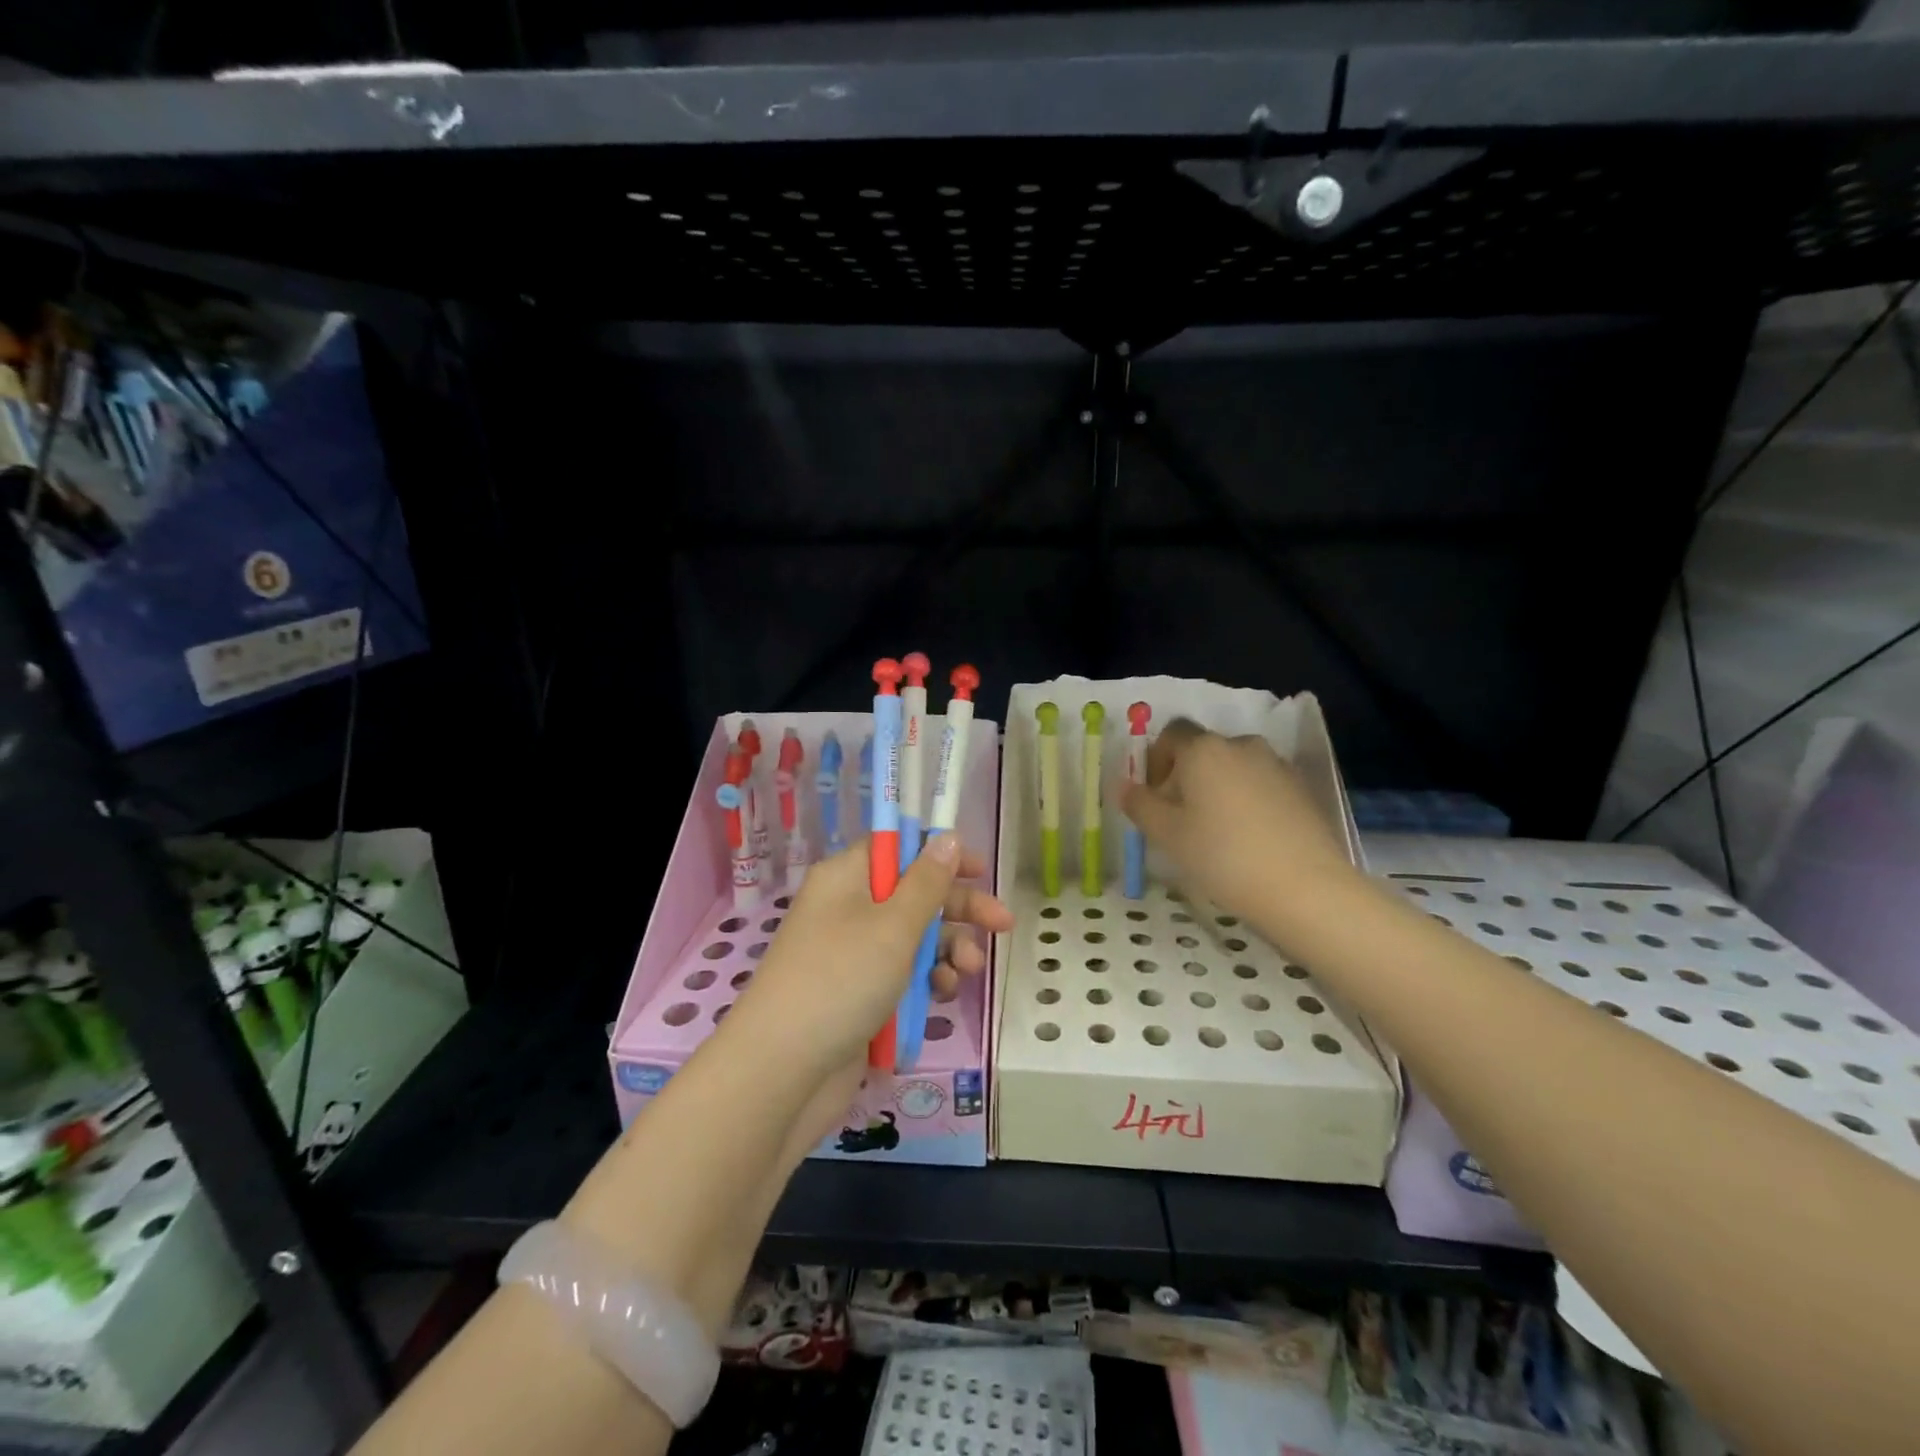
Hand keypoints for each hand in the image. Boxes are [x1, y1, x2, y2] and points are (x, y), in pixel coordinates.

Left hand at [719, 836, 1012, 1155]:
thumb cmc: (841, 980)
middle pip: (914, 894)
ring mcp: (852, 954)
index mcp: (846, 878)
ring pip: (914, 938)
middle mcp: (847, 908)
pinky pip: (902, 974)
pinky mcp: (859, 993)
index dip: (939, 854)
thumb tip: (948, 836)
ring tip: (966, 970)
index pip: (897, 848)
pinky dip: (926, 980)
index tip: (979, 868)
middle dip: (959, 908)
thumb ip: (928, 882)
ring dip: (947, 949)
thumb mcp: (893, 926)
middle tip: (1003, 923)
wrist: (784, 1073)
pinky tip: (943, 994)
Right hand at [1118, 718, 1356, 930]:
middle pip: (1203, 751)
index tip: (1152, 795)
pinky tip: (1247, 840)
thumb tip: (1126, 787)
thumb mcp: (1167, 834)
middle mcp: (1241, 745)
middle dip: (1185, 777)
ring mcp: (1277, 766)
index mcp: (1204, 749)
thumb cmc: (1223, 856)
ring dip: (1217, 789)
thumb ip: (1140, 805)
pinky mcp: (1301, 790)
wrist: (1306, 888)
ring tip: (1214, 833)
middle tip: (1178, 820)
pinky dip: (1246, 802)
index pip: (1171, 734)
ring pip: (1233, 769)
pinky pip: (1260, 786)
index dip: (1155, 759)